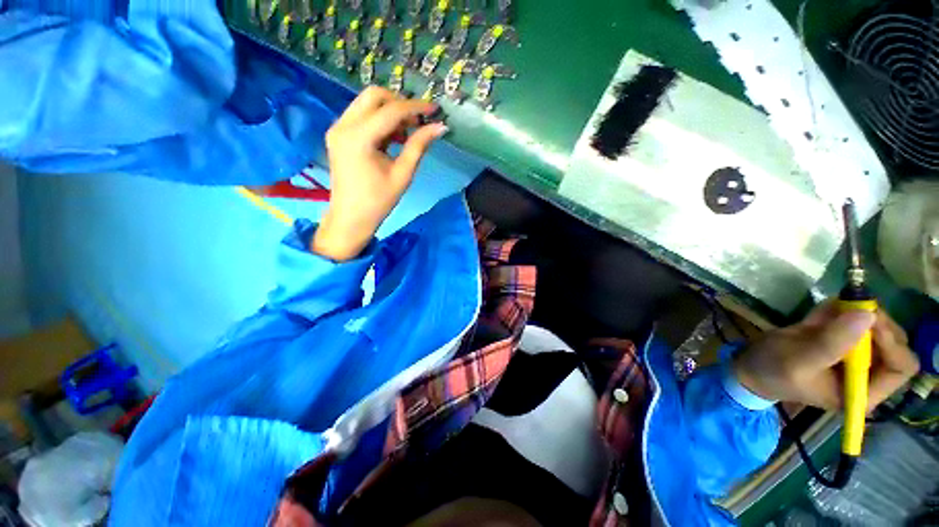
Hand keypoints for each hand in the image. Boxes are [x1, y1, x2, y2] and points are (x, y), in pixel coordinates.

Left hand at [312, 87, 447, 260]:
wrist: (351, 218)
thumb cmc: (379, 201)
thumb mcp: (403, 174)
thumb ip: (419, 146)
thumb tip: (440, 127)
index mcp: (359, 138)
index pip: (391, 110)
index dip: (416, 107)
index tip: (435, 110)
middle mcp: (343, 125)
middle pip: (374, 96)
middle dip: (400, 104)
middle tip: (418, 123)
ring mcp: (337, 128)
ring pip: (366, 103)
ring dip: (390, 112)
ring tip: (406, 135)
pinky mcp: (338, 134)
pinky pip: (361, 115)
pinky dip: (379, 121)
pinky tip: (392, 139)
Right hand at [733, 301, 918, 410]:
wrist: (750, 365)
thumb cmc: (774, 371)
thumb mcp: (799, 360)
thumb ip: (832, 343)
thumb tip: (867, 315)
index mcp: (862, 391)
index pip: (900, 367)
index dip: (891, 342)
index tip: (867, 319)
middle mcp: (867, 374)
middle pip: (894, 343)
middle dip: (875, 322)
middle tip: (851, 307)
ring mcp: (855, 356)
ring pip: (877, 326)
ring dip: (855, 312)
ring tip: (826, 311)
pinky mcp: (842, 340)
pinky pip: (854, 318)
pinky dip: (841, 309)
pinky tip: (820, 313)